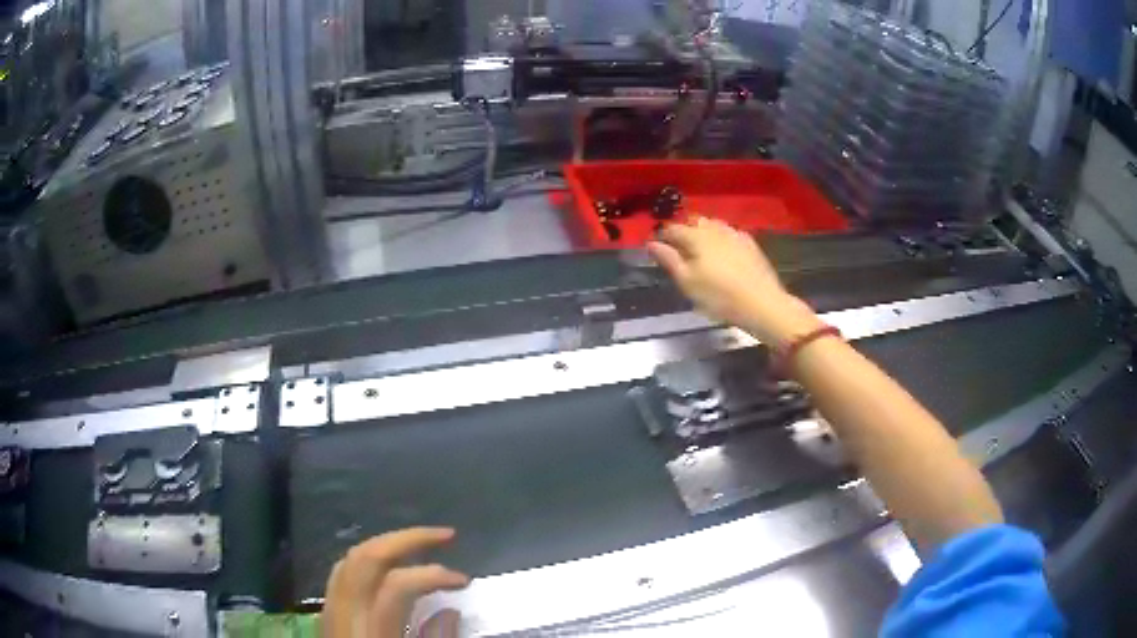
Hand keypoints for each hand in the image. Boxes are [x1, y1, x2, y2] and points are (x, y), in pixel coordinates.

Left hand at [322, 527, 469, 637]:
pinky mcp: (326, 615)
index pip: (398, 587)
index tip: (464, 580)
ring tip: (419, 545)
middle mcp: (344, 616)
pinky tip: (386, 566)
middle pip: (366, 559)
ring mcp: (330, 612)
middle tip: (445, 536)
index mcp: (370, 634)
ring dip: (386, 546)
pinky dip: (367, 560)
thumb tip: (450, 610)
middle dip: (407, 539)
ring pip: (350, 560)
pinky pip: (342, 573)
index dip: (434, 574)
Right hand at [647, 218, 821, 346]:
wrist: (762, 303)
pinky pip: (729, 233)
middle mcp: (715, 229)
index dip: (662, 236)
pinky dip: (720, 238)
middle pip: (694, 222)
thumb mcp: (688, 282)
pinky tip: (722, 251)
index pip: (672, 229)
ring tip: (699, 249)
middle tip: (678, 249)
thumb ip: (669, 259)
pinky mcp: (750, 243)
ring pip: (713, 225)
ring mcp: (735, 234)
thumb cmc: (719, 296)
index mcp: (696, 236)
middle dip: (683, 231)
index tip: (657, 247)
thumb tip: (651, 243)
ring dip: (702, 232)